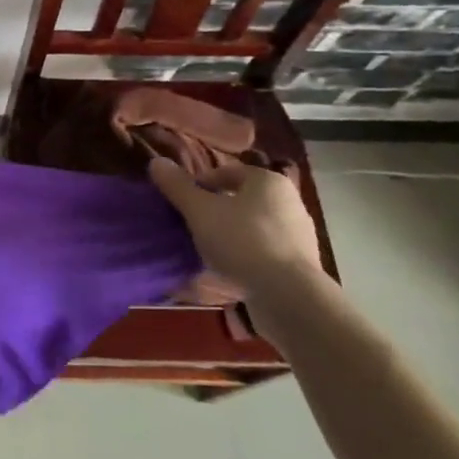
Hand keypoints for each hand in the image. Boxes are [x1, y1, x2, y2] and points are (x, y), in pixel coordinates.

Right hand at [149, 157, 329, 319]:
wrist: (288, 296)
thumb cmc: (242, 241)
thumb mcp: (200, 211)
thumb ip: (178, 186)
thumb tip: (157, 162)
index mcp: (269, 181)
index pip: (228, 172)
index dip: (201, 183)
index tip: (183, 202)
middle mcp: (289, 202)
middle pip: (242, 199)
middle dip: (216, 210)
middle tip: (192, 225)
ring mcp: (299, 235)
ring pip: (253, 226)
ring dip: (231, 234)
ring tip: (208, 250)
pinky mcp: (301, 265)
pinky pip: (264, 251)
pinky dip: (246, 256)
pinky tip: (230, 270)